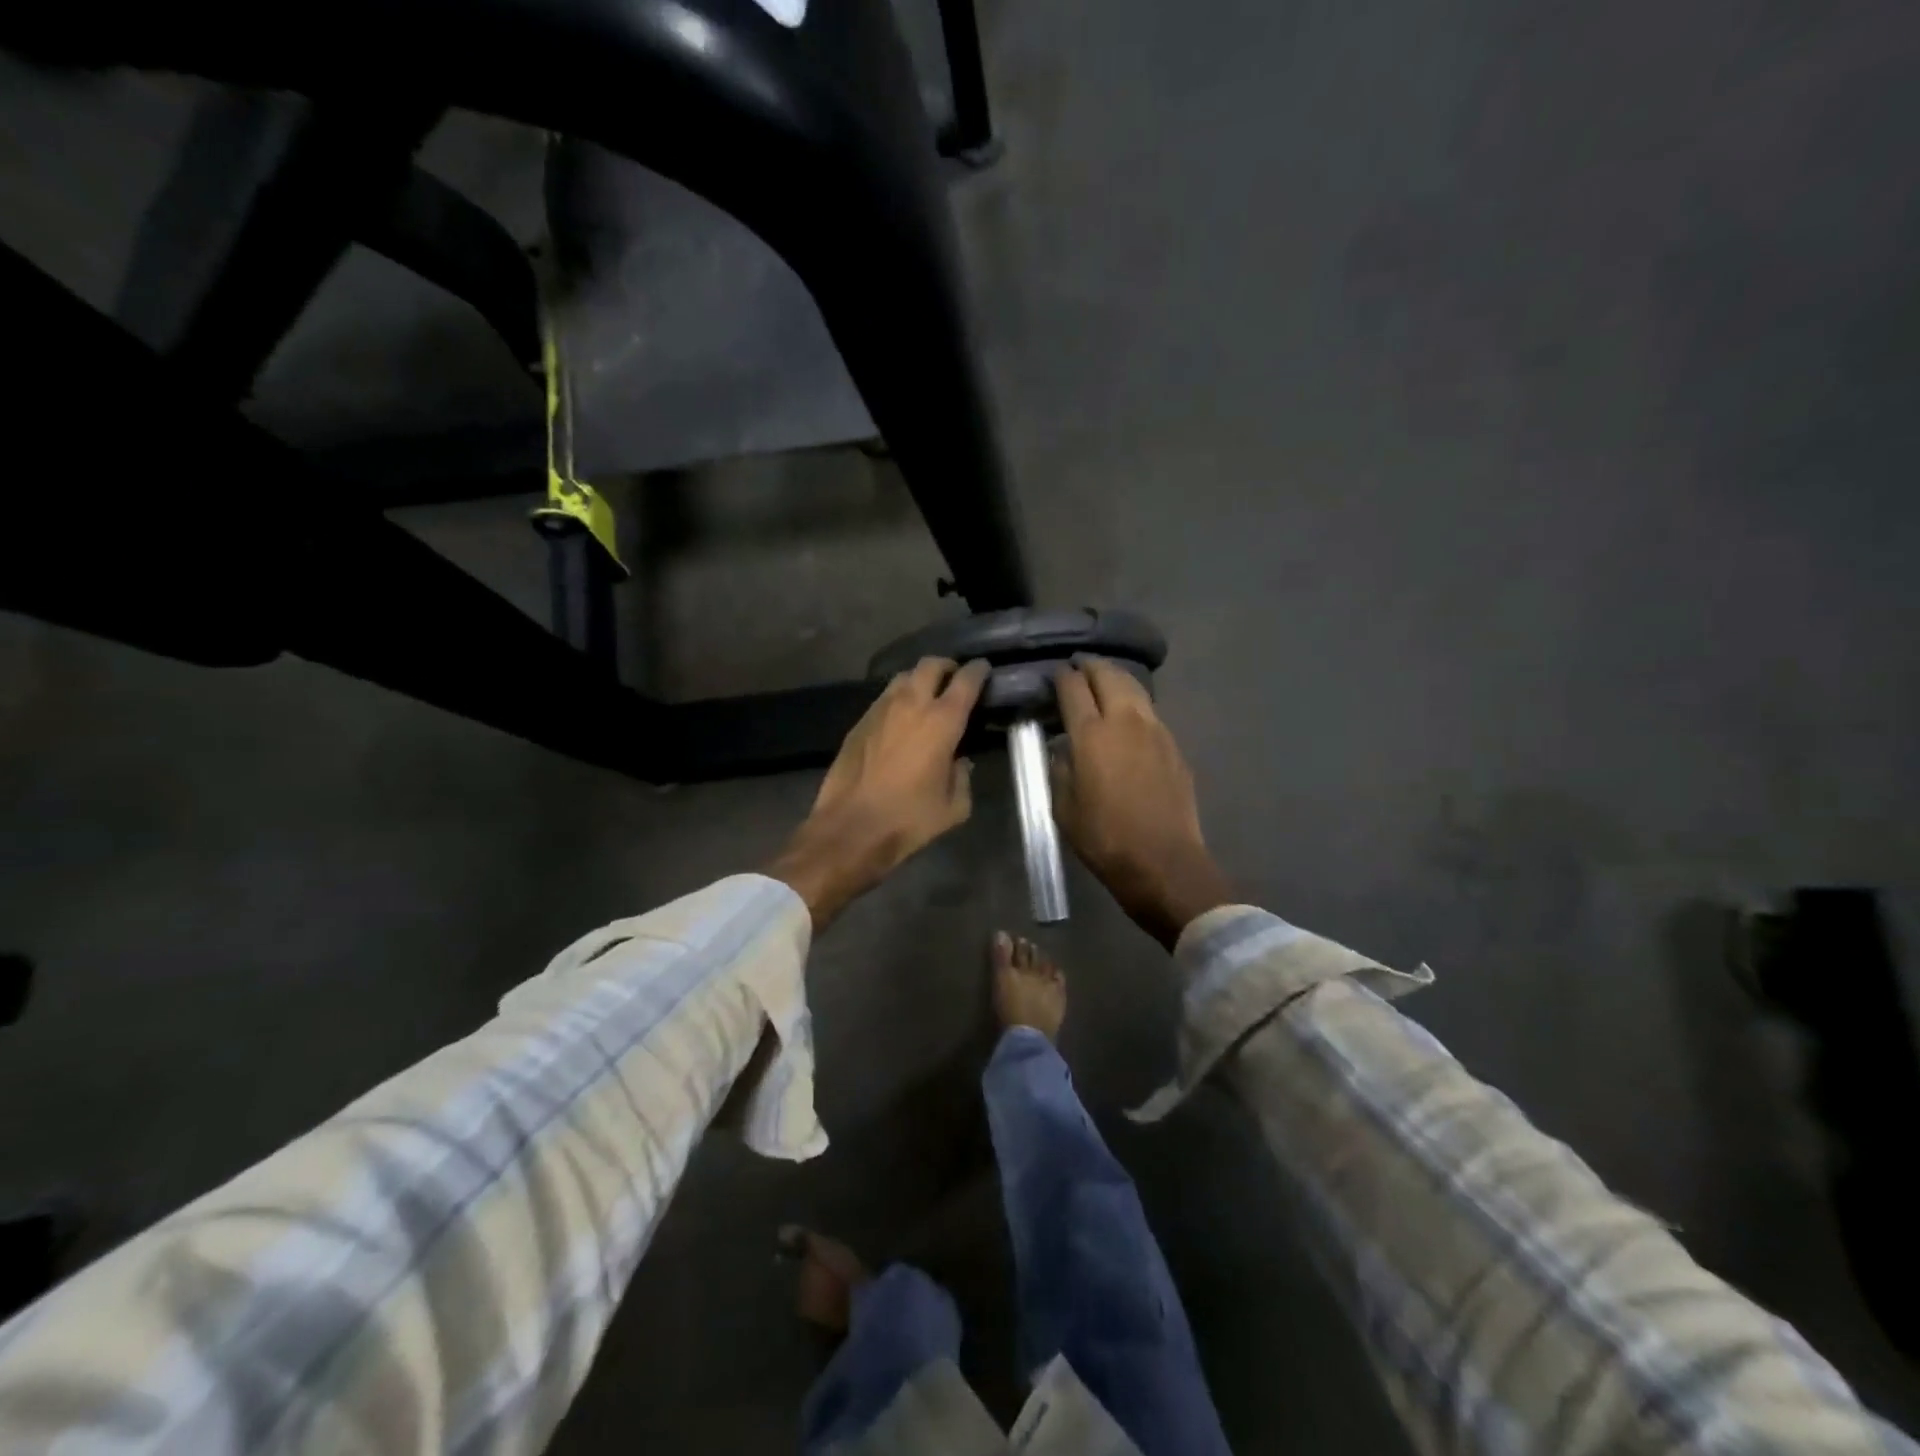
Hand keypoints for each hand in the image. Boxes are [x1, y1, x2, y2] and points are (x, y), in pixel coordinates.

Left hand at [769, 657, 988, 929]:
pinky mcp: (859, 722)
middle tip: (954, 679)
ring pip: (903, 677)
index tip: (984, 670)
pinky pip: (884, 698)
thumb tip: (959, 762)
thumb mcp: (953, 807)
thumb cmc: (909, 820)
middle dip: (946, 666)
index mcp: (942, 721)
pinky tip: (900, 719)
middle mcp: (911, 704)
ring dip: (919, 680)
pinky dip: (898, 699)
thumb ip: (963, 777)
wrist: (850, 829)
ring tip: (927, 696)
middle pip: (930, 665)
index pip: (966, 680)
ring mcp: (880, 709)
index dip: (978, 670)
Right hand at [1053, 658, 1232, 949]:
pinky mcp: (1173, 745)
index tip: (1054, 674)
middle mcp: (1125, 721)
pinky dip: (1134, 701)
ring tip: (1103, 678)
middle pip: (1108, 676)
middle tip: (1078, 665)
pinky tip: (1128, 712)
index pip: (1073, 689)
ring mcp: (1155, 730)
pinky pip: (1150, 710)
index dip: (1061, 677)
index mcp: (1091, 735)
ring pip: (1134, 688)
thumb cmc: (1105, 838)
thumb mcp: (1063, 807)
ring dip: (1115, 677)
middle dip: (1090, 666)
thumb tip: (1062, 748)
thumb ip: (1059, 769)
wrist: (1163, 861)